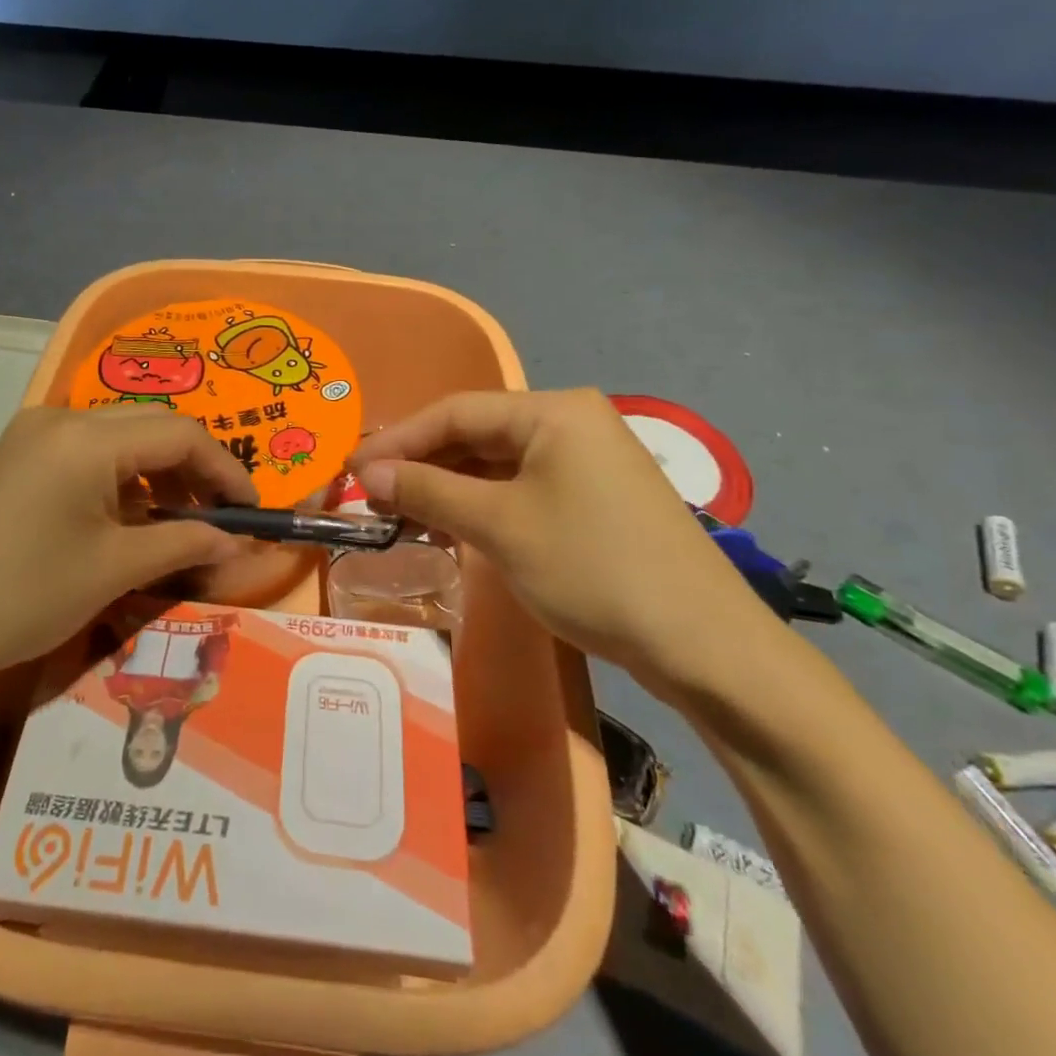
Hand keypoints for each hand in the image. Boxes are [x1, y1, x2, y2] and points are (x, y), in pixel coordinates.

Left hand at [0, 406, 254, 731]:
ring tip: (181, 522)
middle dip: (195, 468)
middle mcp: (61, 419)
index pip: (182, 433)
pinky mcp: (16, 459)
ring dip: (158, 473)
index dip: (226, 470)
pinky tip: (130, 519)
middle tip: (220, 518)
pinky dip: (122, 480)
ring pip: (120, 438)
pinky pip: (87, 454)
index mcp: (87, 437)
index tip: (251, 513)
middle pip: (152, 426)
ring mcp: (33, 436)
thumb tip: (239, 543)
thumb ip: (183, 543)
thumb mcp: (111, 571)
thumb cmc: (19, 596)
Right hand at [350, 389, 783, 698]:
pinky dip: (481, 504)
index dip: (397, 439)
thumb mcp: (499, 526)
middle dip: (420, 464)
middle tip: (370, 496)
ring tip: (399, 514)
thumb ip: (427, 490)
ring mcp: (587, 460)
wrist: (704, 645)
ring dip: (447, 487)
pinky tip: (449, 525)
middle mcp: (571, 422)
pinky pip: (521, 487)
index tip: (350, 470)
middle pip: (475, 434)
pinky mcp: (594, 497)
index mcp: (552, 410)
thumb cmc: (592, 568)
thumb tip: (366, 475)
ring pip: (496, 463)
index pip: (455, 412)